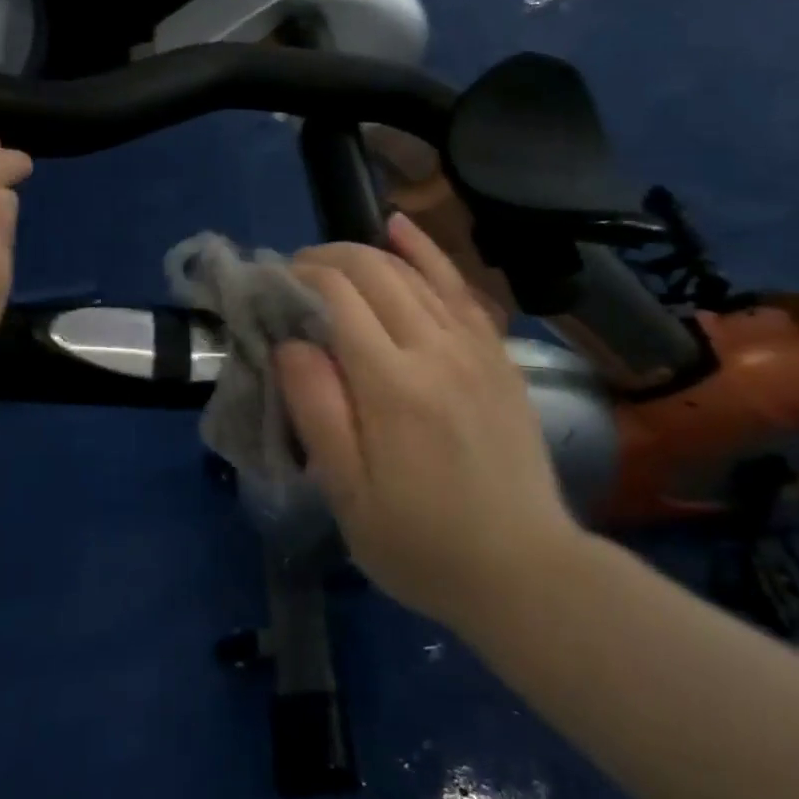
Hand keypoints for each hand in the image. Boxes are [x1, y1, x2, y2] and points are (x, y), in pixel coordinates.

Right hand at [275, 213, 585, 636]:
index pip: (339, 297)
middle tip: (295, 274)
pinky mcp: (497, 354)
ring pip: (415, 271)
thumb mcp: (349, 496)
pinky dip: (426, 252)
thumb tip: (290, 343)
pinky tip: (401, 228)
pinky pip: (459, 287)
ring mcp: (475, 347)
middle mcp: (437, 349)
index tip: (273, 286)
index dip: (300, 278)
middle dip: (327, 259)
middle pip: (375, 272)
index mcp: (393, 385)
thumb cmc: (422, 543)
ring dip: (367, 253)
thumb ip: (317, 411)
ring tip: (331, 258)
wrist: (525, 571)